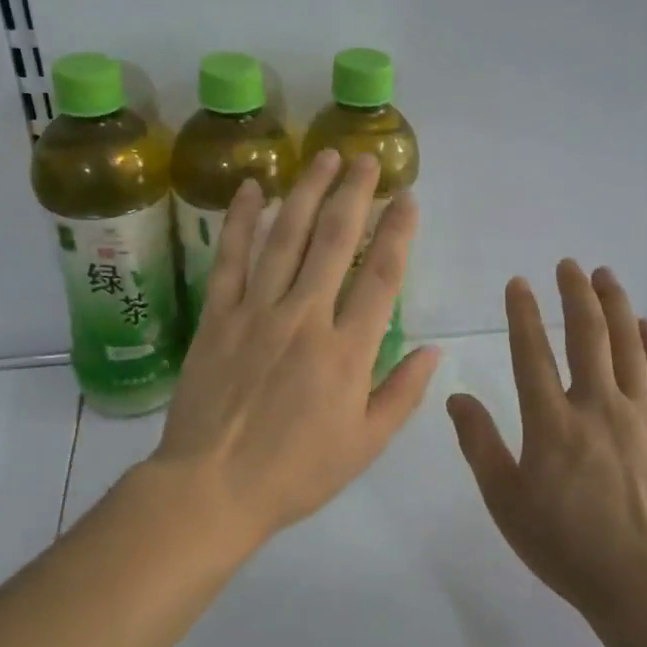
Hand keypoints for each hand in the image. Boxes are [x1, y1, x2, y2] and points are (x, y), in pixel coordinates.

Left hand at [152, 149, 439, 545]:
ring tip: (322, 157)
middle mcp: (305, 318)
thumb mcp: (364, 445)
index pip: (382, 278)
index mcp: (347, 351)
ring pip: (286, 239)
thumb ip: (402, 394)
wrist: (212, 488)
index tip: (408, 200)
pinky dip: (241, 222)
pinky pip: (230, 259)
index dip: (398, 234)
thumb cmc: (295, 473)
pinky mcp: (218, 316)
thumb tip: (434, 351)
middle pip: (335, 242)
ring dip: (307, 193)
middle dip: (354, 194)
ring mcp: (257, 312)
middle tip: (366, 159)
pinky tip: (251, 190)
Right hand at [447, 261, 646, 622]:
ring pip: (628, 346)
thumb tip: (457, 396)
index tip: (519, 282)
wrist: (643, 583)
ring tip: (606, 276)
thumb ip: (479, 444)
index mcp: (552, 422)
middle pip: (587, 335)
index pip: (532, 352)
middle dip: (576, 293)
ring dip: (616, 306)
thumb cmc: (564, 545)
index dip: (523, 313)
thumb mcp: (505, 500)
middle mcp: (597, 406)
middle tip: (569, 265)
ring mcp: (640, 416)